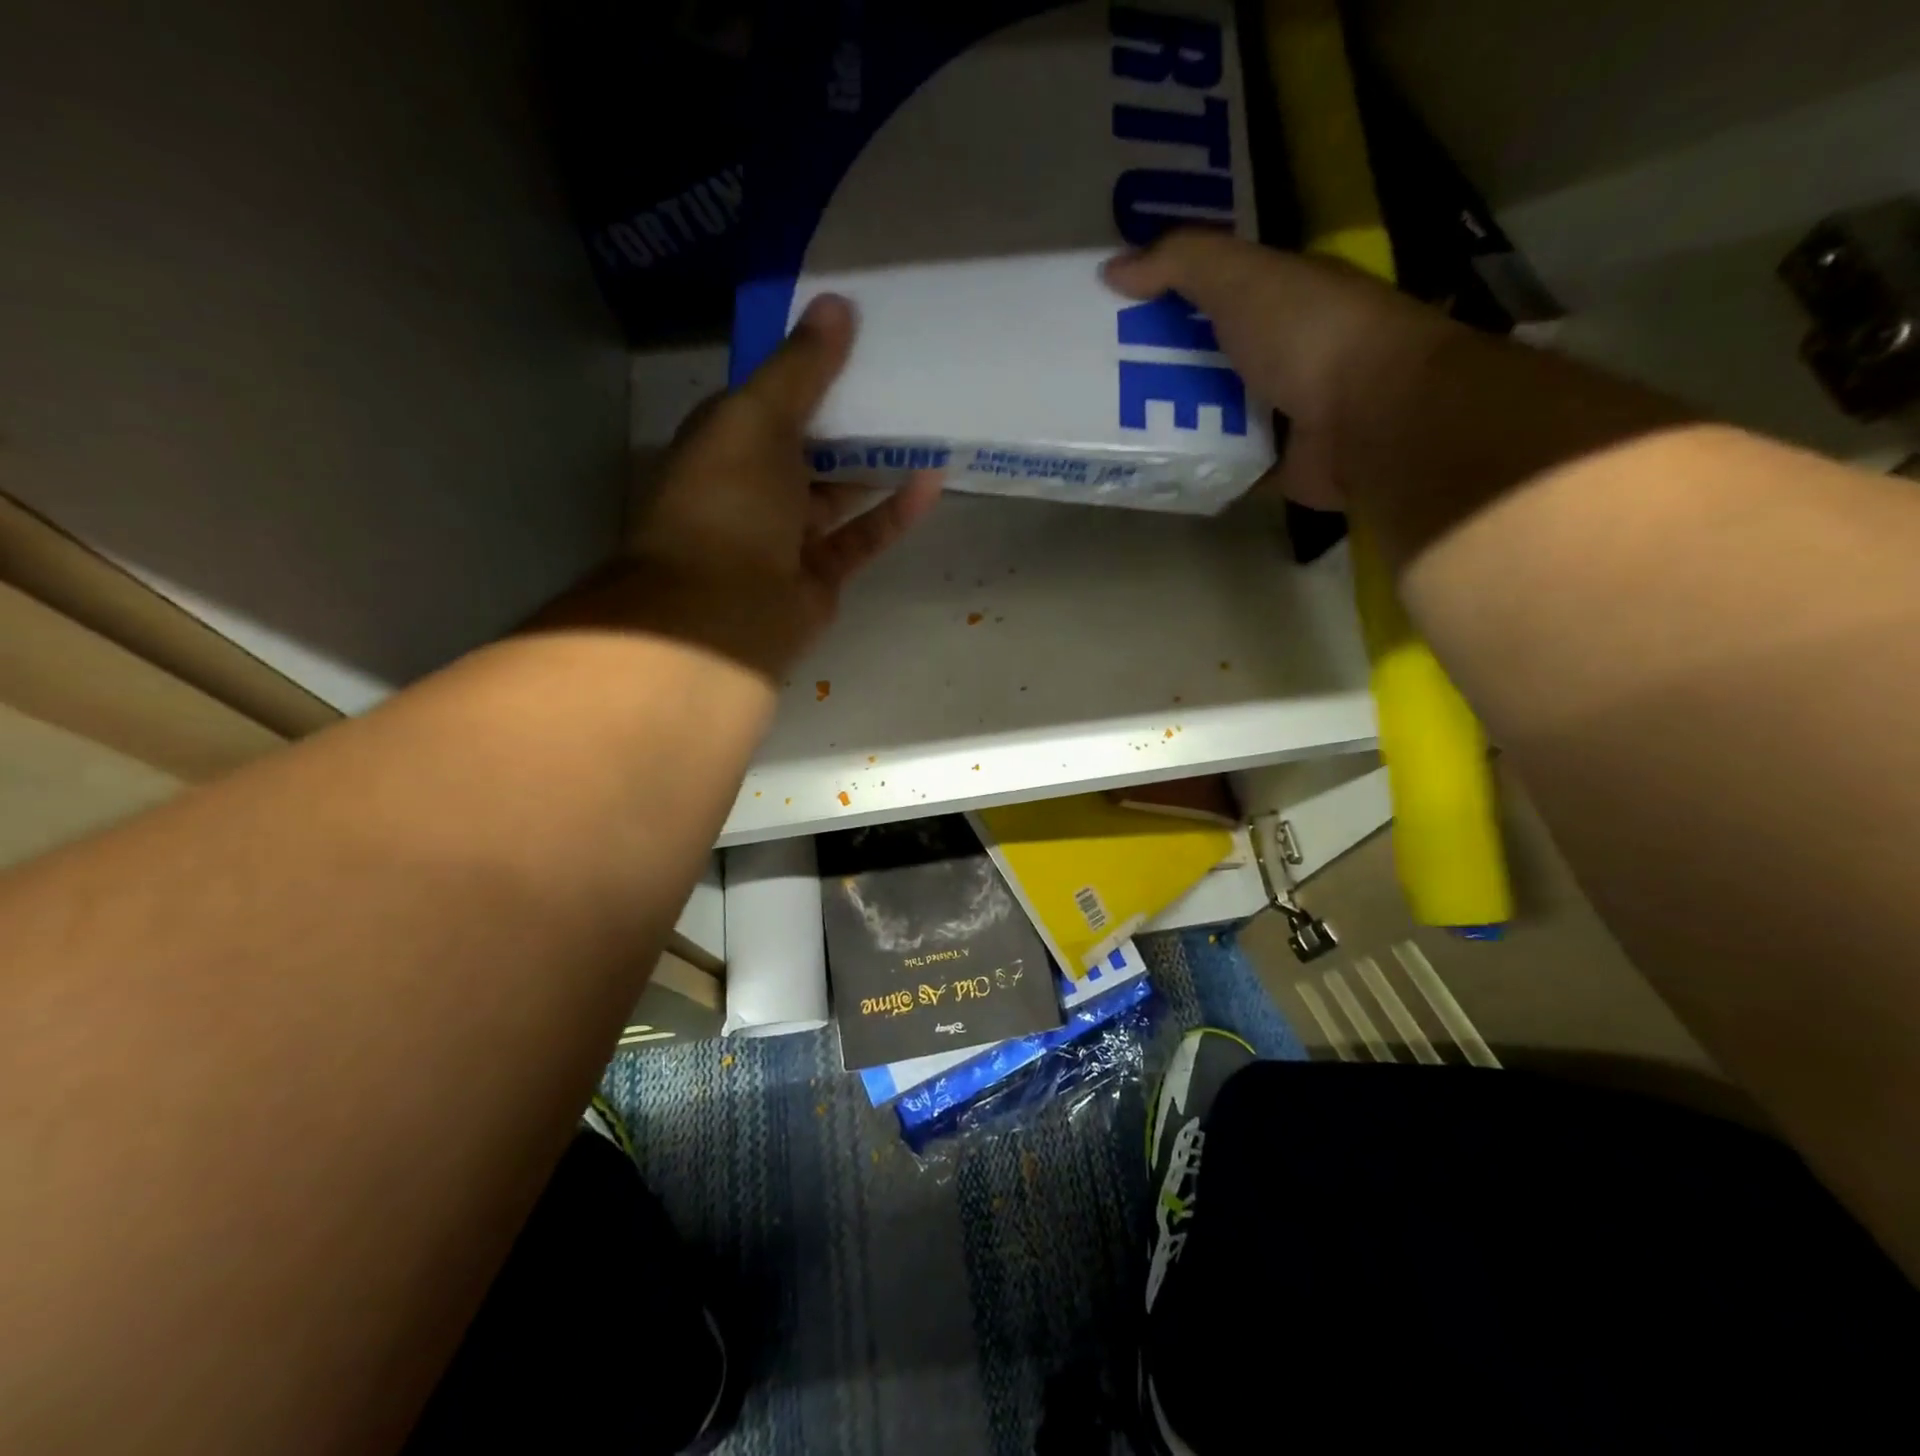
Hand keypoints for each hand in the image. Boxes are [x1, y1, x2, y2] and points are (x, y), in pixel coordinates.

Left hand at [544, 294, 941, 678]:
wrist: (725, 612)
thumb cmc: (729, 501)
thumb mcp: (758, 417)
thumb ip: (801, 367)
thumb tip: (838, 303)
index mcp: (724, 443)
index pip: (768, 395)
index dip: (807, 366)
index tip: (854, 335)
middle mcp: (753, 487)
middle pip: (809, 444)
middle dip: (850, 415)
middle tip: (902, 379)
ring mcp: (788, 535)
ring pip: (839, 491)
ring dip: (877, 462)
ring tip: (925, 425)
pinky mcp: (822, 574)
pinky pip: (863, 535)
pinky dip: (895, 511)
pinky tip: (932, 479)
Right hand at [1104, 231, 1455, 510]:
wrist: (1370, 419)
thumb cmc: (1309, 335)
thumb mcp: (1240, 277)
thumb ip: (1180, 262)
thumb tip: (1112, 269)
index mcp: (1281, 299)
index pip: (1216, 293)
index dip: (1168, 298)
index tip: (1116, 312)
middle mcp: (1283, 354)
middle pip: (1207, 358)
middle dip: (1159, 367)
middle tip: (1101, 379)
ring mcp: (1281, 414)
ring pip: (1212, 416)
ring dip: (1171, 422)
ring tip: (1113, 429)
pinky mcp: (1274, 466)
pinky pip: (1222, 466)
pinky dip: (1194, 469)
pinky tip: (1151, 470)